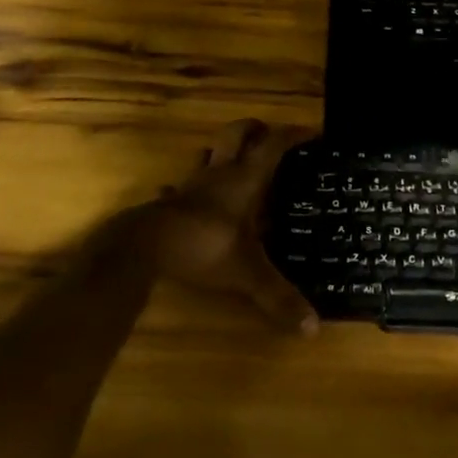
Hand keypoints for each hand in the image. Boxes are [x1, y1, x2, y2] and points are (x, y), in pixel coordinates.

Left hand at [141, 120, 318, 333]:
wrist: (144, 246)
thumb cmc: (203, 245)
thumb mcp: (247, 272)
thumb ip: (278, 296)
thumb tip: (313, 329)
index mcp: (244, 180)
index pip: (274, 145)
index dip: (294, 135)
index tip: (313, 132)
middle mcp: (220, 174)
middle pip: (237, 133)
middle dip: (254, 128)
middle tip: (269, 134)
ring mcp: (191, 186)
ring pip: (208, 154)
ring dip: (221, 151)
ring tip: (235, 162)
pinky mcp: (170, 202)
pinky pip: (180, 187)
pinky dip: (188, 189)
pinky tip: (190, 199)